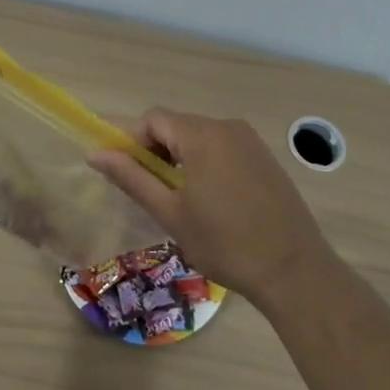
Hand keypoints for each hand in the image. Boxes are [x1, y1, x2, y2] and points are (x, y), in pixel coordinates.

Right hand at [88, 110, 336, 303]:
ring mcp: (250, 141)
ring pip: (199, 137)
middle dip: (155, 151)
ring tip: (176, 200)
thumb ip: (132, 178)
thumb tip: (95, 154)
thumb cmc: (225, 243)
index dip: (131, 141)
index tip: (123, 174)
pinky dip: (204, 164)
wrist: (294, 270)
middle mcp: (227, 127)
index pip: (153, 119)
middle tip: (149, 191)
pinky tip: (209, 200)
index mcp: (202, 135)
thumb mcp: (171, 213)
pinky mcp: (264, 158)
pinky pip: (222, 148)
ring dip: (179, 159)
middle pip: (176, 125)